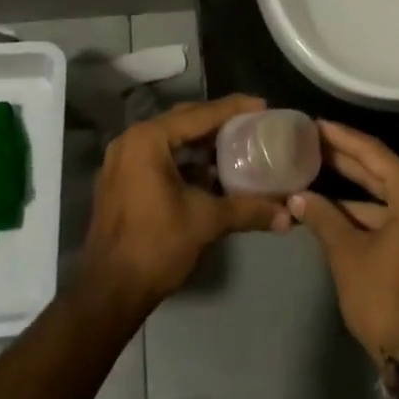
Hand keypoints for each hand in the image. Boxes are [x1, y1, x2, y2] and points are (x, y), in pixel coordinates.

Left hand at [80, 95, 290, 312]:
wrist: (109, 292)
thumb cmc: (156, 245)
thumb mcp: (206, 221)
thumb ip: (249, 210)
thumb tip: (289, 215)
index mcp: (148, 140)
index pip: (199, 114)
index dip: (234, 109)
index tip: (263, 106)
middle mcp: (131, 141)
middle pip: (183, 121)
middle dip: (218, 122)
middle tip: (252, 123)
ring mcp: (122, 162)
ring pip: (170, 141)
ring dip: (202, 143)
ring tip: (237, 145)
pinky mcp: (121, 182)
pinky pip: (159, 158)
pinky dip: (185, 161)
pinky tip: (211, 173)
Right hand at [289, 121, 398, 364]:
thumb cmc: (384, 295)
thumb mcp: (347, 253)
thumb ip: (323, 217)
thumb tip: (297, 196)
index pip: (373, 152)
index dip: (341, 137)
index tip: (314, 124)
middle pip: (378, 169)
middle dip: (342, 157)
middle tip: (308, 141)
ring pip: (380, 193)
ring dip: (347, 187)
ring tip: (311, 171)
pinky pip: (384, 213)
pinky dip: (358, 211)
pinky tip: (327, 209)